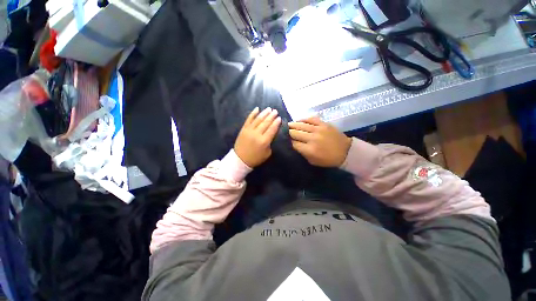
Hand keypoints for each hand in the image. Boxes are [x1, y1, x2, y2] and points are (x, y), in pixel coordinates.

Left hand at [234, 107, 281, 167]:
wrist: (240, 159)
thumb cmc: (255, 158)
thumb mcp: (267, 153)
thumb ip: (270, 143)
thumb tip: (272, 134)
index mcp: (264, 141)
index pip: (272, 129)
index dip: (276, 123)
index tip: (279, 118)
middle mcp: (257, 134)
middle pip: (266, 123)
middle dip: (271, 116)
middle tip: (275, 111)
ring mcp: (249, 130)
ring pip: (258, 119)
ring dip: (264, 113)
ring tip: (269, 109)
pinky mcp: (243, 129)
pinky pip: (248, 119)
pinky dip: (253, 113)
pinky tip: (257, 109)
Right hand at [289, 117, 351, 166]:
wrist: (345, 151)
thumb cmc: (328, 159)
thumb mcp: (312, 161)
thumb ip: (302, 153)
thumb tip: (294, 144)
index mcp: (309, 149)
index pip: (293, 143)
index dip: (288, 141)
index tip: (284, 140)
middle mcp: (312, 138)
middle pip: (295, 133)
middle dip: (288, 132)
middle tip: (283, 131)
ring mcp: (318, 129)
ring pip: (301, 125)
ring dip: (293, 125)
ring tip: (288, 125)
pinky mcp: (324, 124)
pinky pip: (311, 119)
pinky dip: (303, 119)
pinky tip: (298, 120)